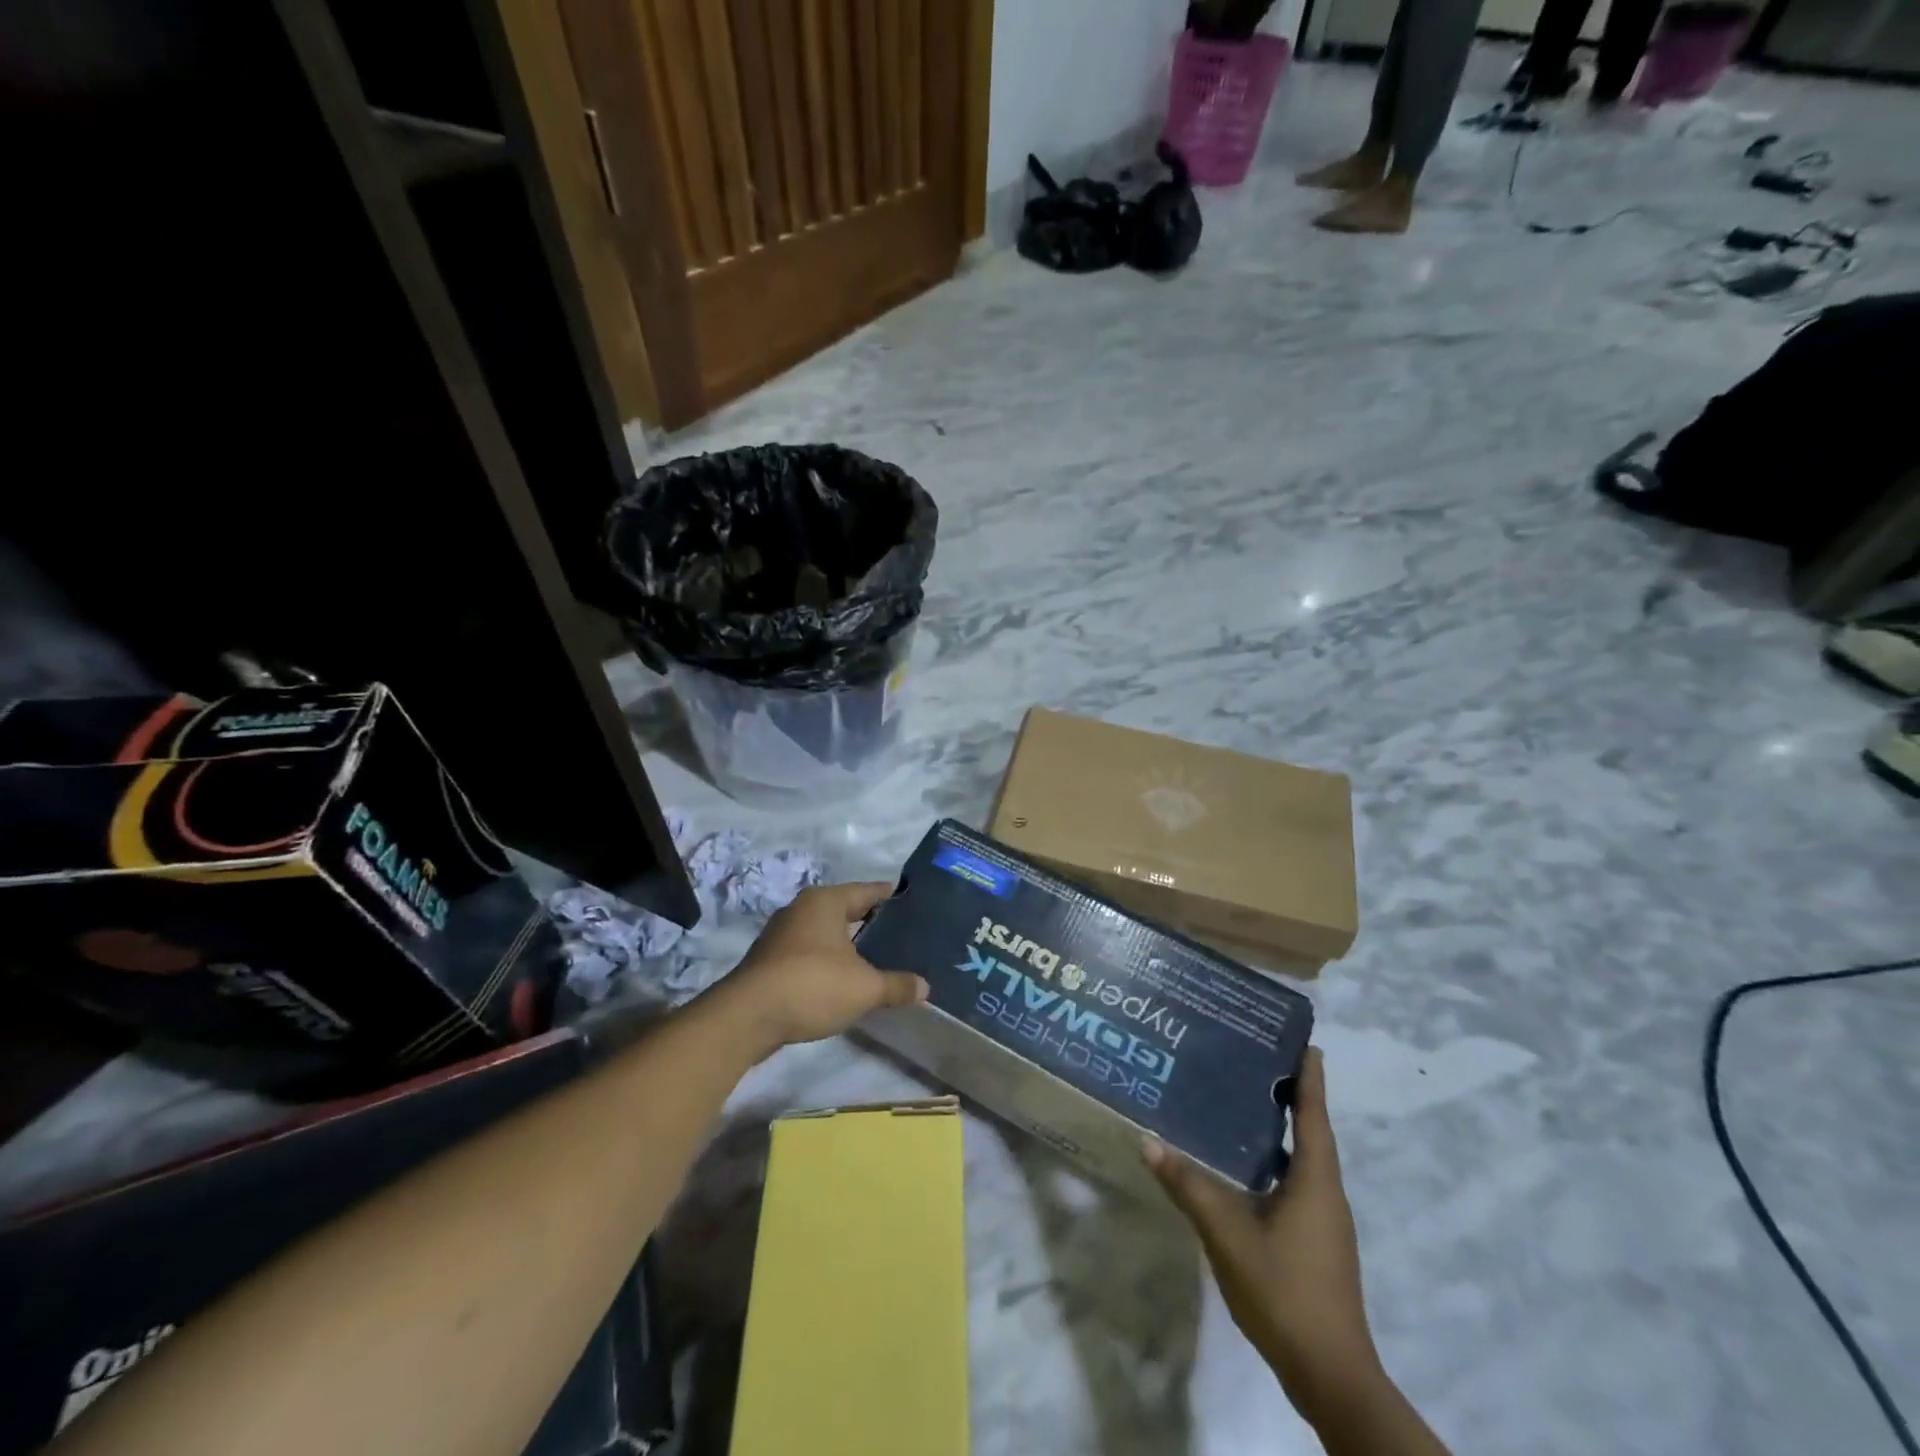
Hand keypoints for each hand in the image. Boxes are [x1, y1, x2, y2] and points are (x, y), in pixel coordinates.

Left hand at [713, 882, 927, 1052]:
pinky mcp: (770, 962)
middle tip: (904, 938)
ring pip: (827, 934)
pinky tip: (846, 982)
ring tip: (880, 962)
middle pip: (847, 911)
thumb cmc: (812, 985)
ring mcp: (782, 935)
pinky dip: (830, 963)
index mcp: (826, 901)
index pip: (869, 891)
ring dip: (849, 947)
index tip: (916, 907)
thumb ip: (896, 985)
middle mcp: (802, 909)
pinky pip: (811, 954)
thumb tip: (925, 988)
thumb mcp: (864, 988)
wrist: (746, 1017)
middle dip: (873, 925)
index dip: (893, 898)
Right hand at [1145, 1049, 1383, 1422]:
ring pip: (1300, 1160)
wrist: (1330, 1375)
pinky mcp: (1315, 1243)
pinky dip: (1272, 1164)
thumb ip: (1189, 1185)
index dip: (1309, 1076)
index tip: (1303, 1041)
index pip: (1313, 1113)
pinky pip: (1294, 1185)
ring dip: (1278, 1131)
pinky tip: (1240, 1168)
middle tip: (1252, 1060)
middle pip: (1309, 1131)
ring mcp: (1323, 1222)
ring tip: (1240, 1104)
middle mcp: (1325, 1193)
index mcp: (1315, 1180)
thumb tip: (1149, 1141)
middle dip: (1286, 1096)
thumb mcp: (1227, 1232)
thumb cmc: (1284, 1290)